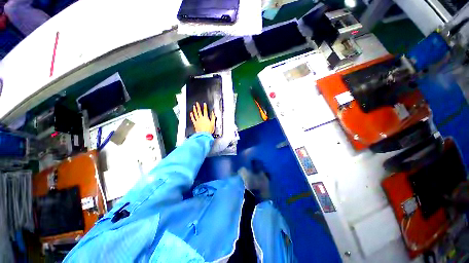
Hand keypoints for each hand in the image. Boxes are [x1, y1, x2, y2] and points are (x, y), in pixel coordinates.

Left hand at [190, 102, 215, 133]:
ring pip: (195, 114)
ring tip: (194, 106)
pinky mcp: (195, 123)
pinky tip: (191, 113)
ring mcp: (197, 120)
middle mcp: (201, 118)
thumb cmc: (209, 130)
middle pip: (199, 111)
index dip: (205, 107)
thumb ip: (213, 117)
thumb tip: (213, 113)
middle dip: (198, 106)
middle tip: (197, 103)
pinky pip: (193, 118)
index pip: (205, 111)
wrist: (204, 134)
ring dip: (194, 110)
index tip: (204, 104)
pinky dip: (191, 116)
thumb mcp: (213, 123)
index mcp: (205, 118)